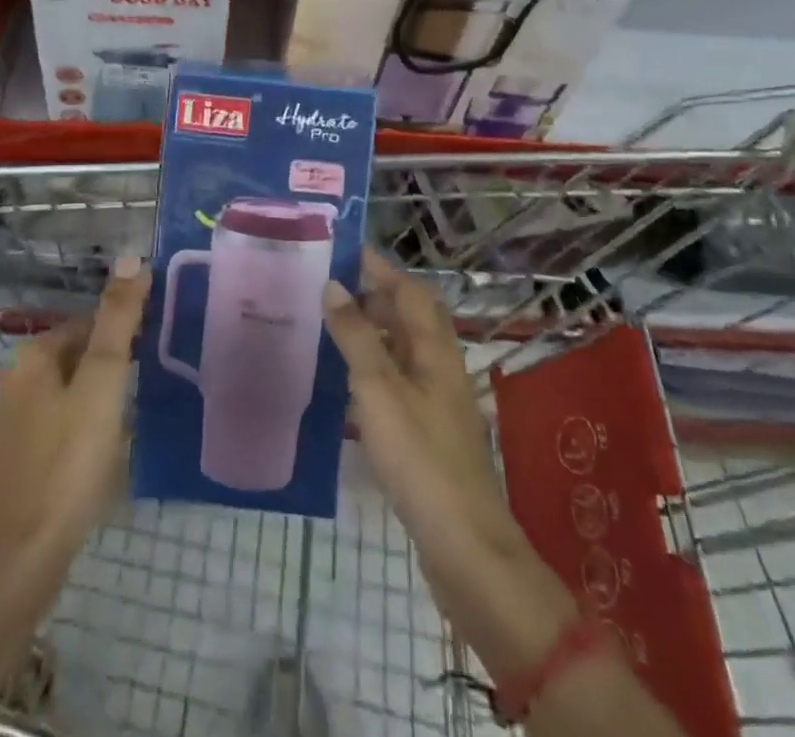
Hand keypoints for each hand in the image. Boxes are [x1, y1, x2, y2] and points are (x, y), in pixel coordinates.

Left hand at [0, 256, 150, 566]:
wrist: (29, 552)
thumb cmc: (71, 458)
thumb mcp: (103, 381)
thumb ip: (117, 319)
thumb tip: (130, 258)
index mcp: (32, 355)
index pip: (88, 322)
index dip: (125, 331)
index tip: (158, 349)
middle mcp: (15, 378)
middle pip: (78, 353)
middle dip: (113, 362)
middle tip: (151, 383)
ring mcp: (13, 419)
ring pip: (70, 387)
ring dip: (101, 392)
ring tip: (136, 412)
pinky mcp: (18, 454)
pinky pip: (60, 418)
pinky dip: (85, 420)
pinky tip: (106, 444)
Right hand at [323, 251, 577, 681]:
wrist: (463, 542)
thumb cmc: (419, 455)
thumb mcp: (378, 388)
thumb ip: (356, 335)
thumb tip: (334, 285)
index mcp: (434, 349)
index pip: (410, 290)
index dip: (381, 268)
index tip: (345, 251)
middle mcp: (440, 367)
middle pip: (411, 318)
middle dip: (376, 296)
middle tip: (331, 288)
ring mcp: (437, 402)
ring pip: (404, 351)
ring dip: (373, 333)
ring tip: (331, 327)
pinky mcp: (429, 433)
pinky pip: (398, 383)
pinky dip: (374, 370)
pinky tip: (347, 385)